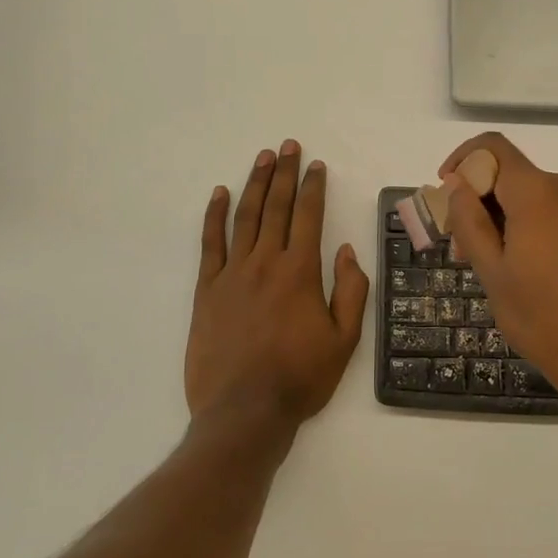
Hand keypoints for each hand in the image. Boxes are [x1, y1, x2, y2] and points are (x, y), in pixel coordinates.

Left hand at [185, 140, 369, 427]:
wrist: (244, 412)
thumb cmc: (300, 378)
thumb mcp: (344, 340)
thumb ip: (350, 290)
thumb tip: (345, 249)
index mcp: (301, 272)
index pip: (309, 216)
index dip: (312, 187)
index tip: (315, 165)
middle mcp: (266, 262)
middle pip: (276, 206)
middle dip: (284, 173)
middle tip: (287, 146)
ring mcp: (232, 273)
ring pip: (245, 217)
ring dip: (255, 184)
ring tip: (262, 157)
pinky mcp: (207, 289)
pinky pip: (210, 243)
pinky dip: (214, 215)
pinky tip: (220, 193)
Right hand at [441, 133, 557, 412]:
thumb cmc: (542, 316)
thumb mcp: (492, 270)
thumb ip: (469, 221)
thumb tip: (456, 184)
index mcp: (536, 191)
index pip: (491, 147)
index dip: (461, 161)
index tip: (444, 195)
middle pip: (506, 172)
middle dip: (475, 199)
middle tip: (457, 246)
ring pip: (524, 194)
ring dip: (495, 217)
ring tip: (480, 264)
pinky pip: (544, 210)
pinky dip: (520, 225)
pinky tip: (511, 266)